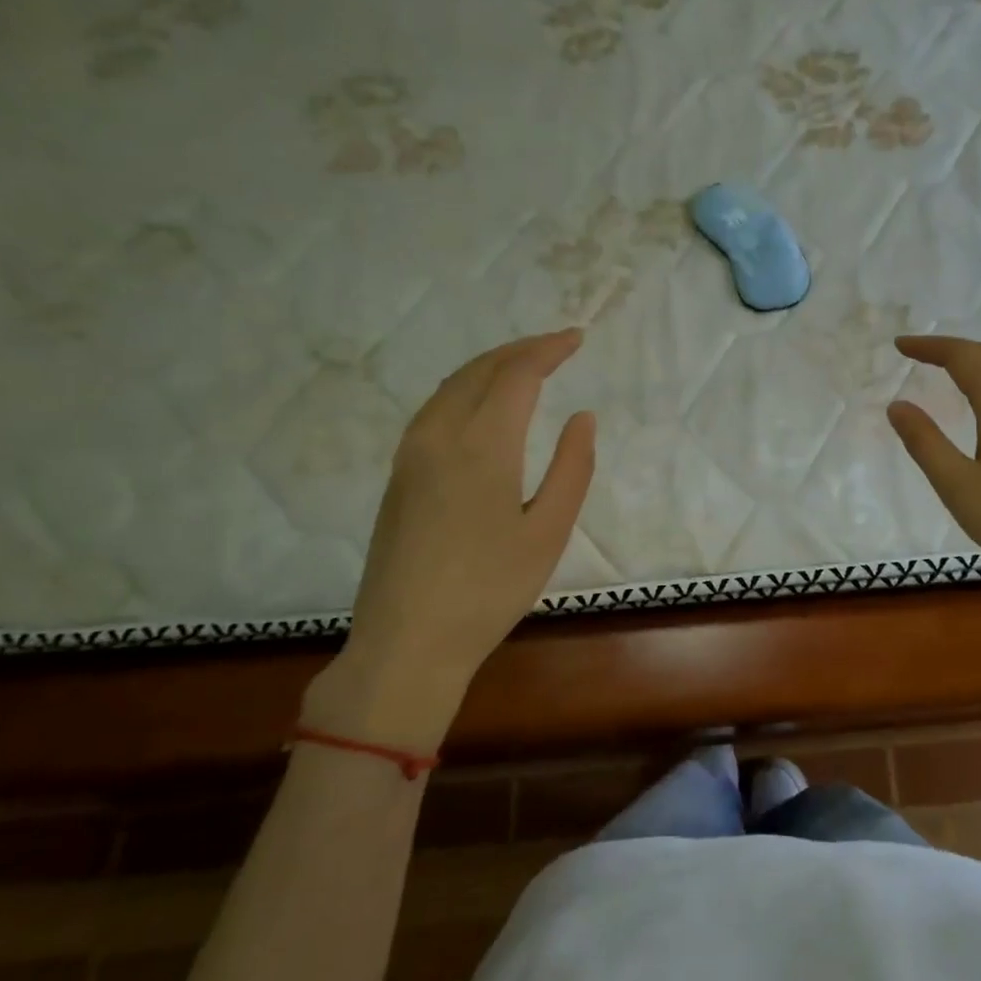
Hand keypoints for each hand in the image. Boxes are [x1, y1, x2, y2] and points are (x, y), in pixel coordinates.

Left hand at [303, 330, 595, 753]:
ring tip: (525, 366)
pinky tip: (482, 405)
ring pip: (451, 386)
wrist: (407, 642)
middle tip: (557, 346)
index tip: (577, 338)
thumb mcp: (549, 532)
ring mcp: (410, 454)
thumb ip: (572, 468)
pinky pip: (434, 408)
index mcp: (481, 445)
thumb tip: (582, 417)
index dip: (548, 349)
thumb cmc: (490, 590)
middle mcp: (439, 435)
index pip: (516, 374)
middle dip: (521, 349)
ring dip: (491, 366)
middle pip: (480, 370)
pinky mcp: (398, 475)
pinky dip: (466, 388)